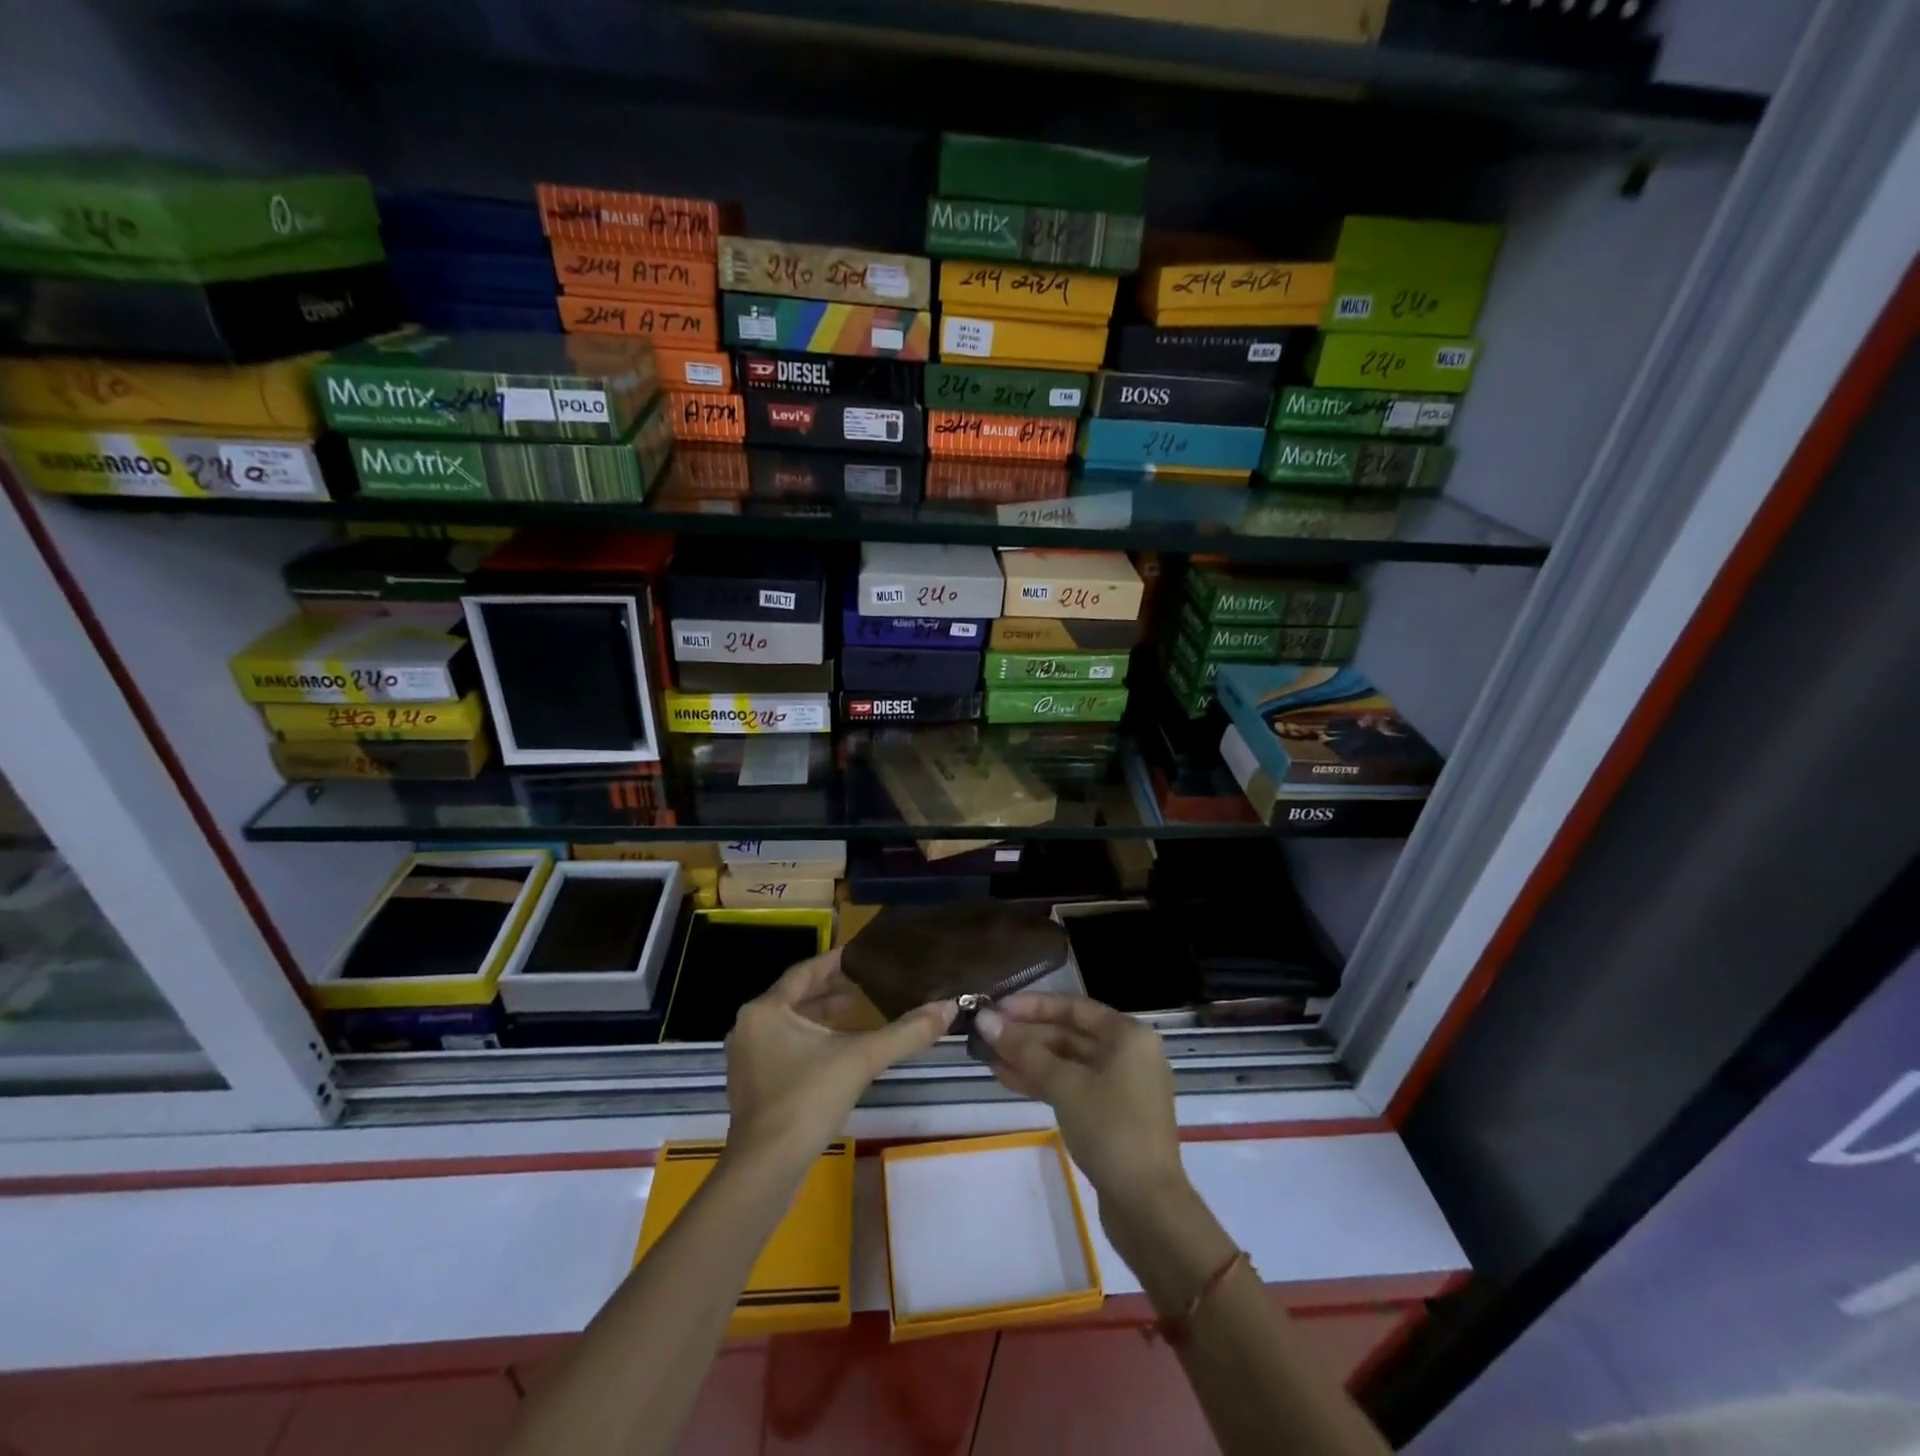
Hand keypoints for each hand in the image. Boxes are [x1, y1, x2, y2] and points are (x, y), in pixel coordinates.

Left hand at [724, 948, 954, 1172]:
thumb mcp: (862, 1058)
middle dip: (832, 991)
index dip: (836, 962)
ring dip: (822, 1017)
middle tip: (867, 985)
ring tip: (858, 1013)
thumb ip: (906, 1032)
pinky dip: (810, 1041)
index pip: (805, 971)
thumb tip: (948, 1007)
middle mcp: (750, 1026)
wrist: (766, 1169)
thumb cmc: (808, 1100)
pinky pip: (784, 1047)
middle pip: (796, 997)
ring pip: (790, 1023)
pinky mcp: (753, 1085)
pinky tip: (838, 1051)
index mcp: (766, 1009)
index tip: (863, 955)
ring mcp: (747, 1058)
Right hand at [975, 994, 1183, 1204]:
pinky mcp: (1110, 1114)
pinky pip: (1072, 1085)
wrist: (1148, 1207)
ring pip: (1067, 1062)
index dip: (1033, 1006)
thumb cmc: (1111, 1130)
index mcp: (1128, 1035)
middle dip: (1027, 1035)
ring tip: (988, 1057)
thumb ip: (1024, 1050)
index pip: (1074, 1007)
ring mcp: (1120, 1086)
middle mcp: (1127, 1053)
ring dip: (1029, 1059)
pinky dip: (1042, 1081)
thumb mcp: (1065, 1085)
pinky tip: (1007, 1078)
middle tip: (986, 1034)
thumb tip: (985, 1020)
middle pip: (1070, 1033)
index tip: (998, 1007)